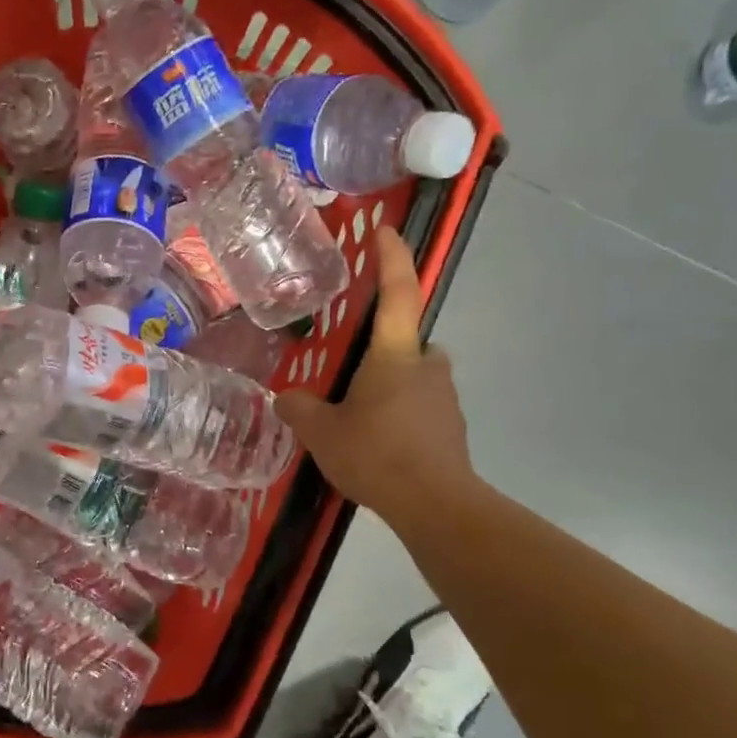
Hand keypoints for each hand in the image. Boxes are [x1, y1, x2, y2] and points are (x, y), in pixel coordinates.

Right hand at [277, 227, 481, 524]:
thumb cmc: (376, 454)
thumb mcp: (321, 432)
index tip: (385, 232)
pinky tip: (379, 444)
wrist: (435, 506)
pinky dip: (401, 414)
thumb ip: (298, 409)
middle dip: (381, 348)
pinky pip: (420, 406)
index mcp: (396, 354)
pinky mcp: (451, 427)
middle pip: (406, 340)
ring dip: (390, 385)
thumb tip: (284, 399)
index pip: (398, 292)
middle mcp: (428, 365)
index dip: (391, 258)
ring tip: (358, 417)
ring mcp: (445, 397)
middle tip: (349, 372)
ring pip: (414, 376)